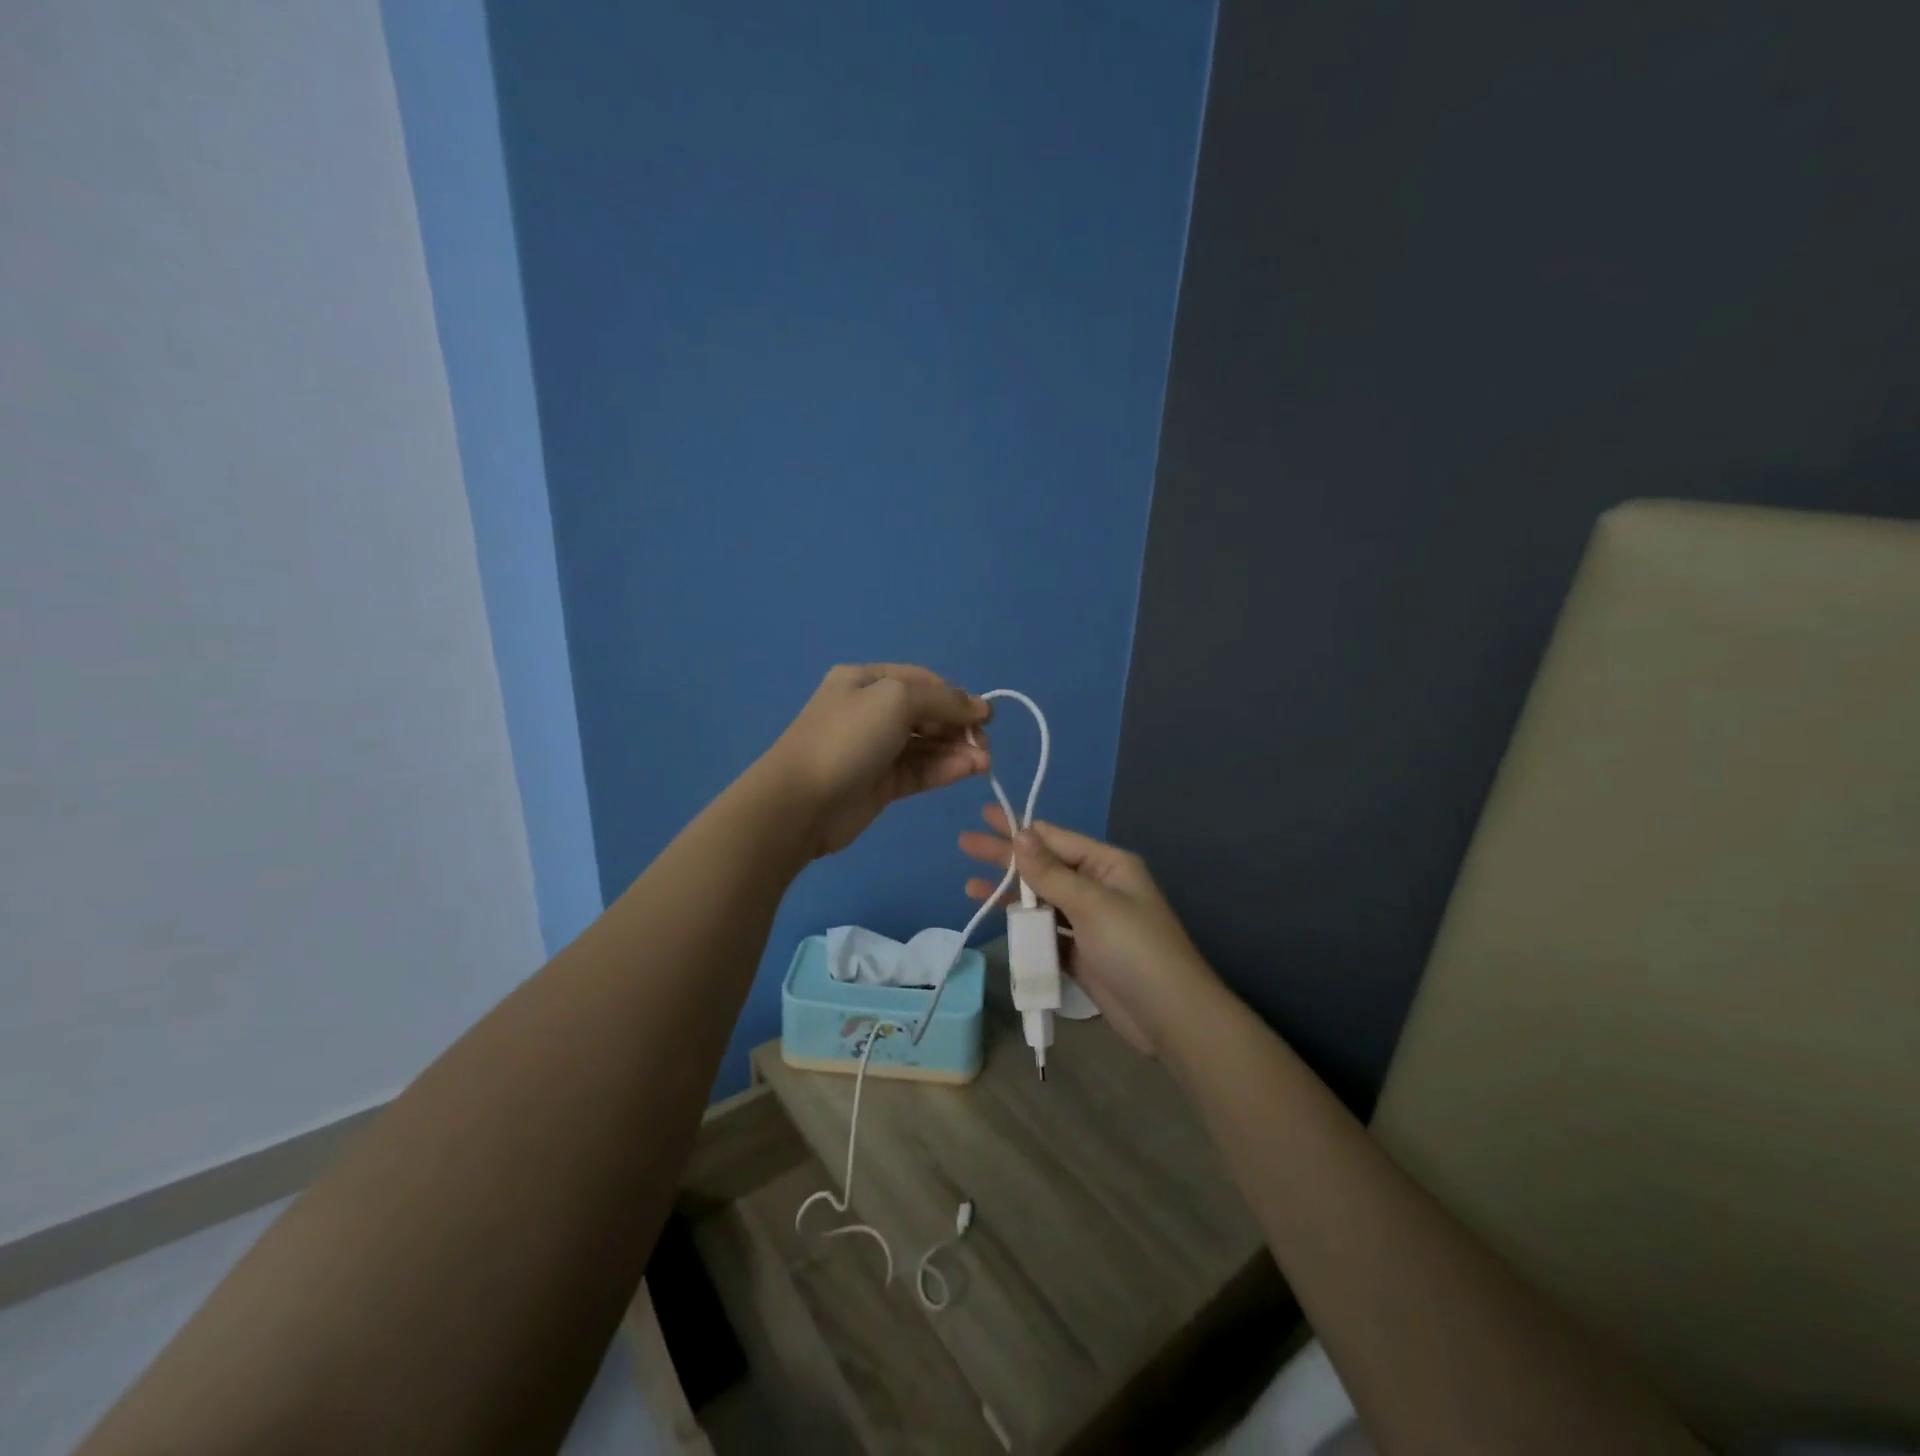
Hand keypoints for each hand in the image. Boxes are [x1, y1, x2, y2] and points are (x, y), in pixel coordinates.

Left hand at [766, 664, 990, 857]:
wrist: (800, 802)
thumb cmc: (847, 738)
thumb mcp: (896, 699)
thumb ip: (943, 700)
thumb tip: (980, 707)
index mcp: (866, 681)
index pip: (922, 681)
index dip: (956, 695)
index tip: (985, 715)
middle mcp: (871, 711)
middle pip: (927, 713)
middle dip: (959, 725)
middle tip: (985, 742)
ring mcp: (876, 749)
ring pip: (927, 745)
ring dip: (958, 750)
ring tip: (984, 761)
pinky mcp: (882, 784)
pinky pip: (921, 771)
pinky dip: (946, 769)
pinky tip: (971, 770)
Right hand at [959, 806, 1216, 1057]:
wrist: (1170, 1017)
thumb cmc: (1134, 949)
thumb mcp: (1092, 904)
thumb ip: (1051, 872)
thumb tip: (1021, 834)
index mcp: (1108, 865)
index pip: (1055, 838)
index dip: (1018, 828)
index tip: (984, 817)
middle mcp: (1098, 887)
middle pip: (1044, 866)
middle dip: (1005, 857)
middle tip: (965, 844)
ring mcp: (1089, 923)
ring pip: (1041, 900)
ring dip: (1009, 893)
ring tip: (970, 886)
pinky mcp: (1081, 954)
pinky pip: (1045, 931)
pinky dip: (1022, 925)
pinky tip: (997, 921)